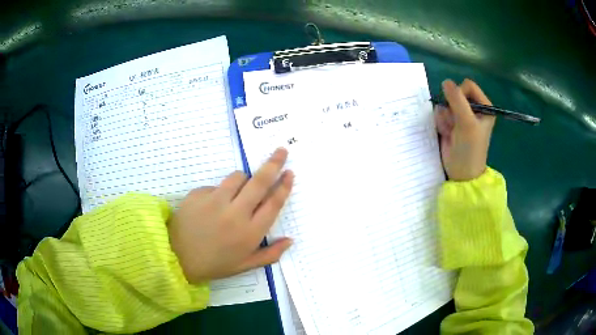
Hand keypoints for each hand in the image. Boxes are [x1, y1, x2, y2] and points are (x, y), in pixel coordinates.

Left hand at [169, 148, 293, 283]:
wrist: (177, 258)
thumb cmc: (214, 264)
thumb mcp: (244, 266)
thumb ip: (270, 254)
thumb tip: (290, 240)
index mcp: (249, 233)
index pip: (273, 204)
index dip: (284, 186)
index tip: (290, 173)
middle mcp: (235, 214)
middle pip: (259, 182)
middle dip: (274, 164)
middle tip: (281, 151)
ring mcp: (214, 202)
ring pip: (237, 177)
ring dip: (243, 179)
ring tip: (239, 191)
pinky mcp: (197, 194)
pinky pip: (216, 186)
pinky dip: (219, 192)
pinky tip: (211, 207)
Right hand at [435, 79, 494, 180]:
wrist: (461, 173)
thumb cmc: (470, 148)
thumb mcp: (467, 122)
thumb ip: (457, 100)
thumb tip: (445, 81)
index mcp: (483, 106)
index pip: (468, 86)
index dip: (460, 94)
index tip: (459, 109)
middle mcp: (473, 108)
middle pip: (455, 93)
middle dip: (451, 107)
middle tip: (455, 122)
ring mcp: (461, 115)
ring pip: (445, 103)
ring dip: (446, 117)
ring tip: (451, 131)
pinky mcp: (450, 123)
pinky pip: (440, 113)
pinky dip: (441, 123)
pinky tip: (446, 134)